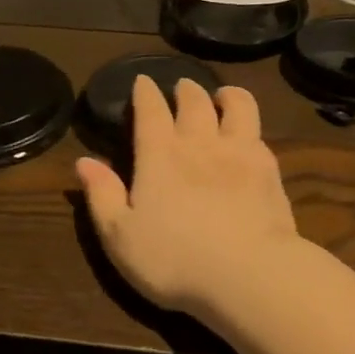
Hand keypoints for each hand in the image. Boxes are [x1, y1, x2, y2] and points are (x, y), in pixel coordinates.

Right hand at [75, 77, 303, 317]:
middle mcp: (200, 143)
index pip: (151, 111)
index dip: (145, 93)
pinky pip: (259, 135)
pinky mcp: (270, 170)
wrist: (248, 272)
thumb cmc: (174, 259)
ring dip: (228, 95)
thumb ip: (102, 196)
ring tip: (223, 96)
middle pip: (194, 101)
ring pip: (237, 106)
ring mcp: (240, 152)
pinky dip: (250, 127)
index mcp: (160, 156)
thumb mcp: (121, 237)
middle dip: (186, 89)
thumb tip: (84, 162)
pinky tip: (250, 137)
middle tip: (182, 86)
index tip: (143, 81)